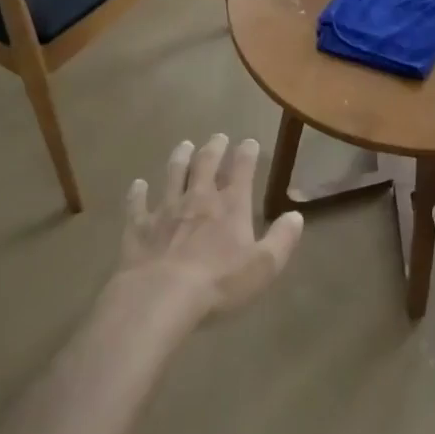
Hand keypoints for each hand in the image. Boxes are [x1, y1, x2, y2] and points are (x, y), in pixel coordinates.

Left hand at [116, 135, 303, 321]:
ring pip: (173, 175)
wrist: (160, 296)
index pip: (242, 170)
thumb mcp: (263, 266)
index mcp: (231, 206)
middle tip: (217, 137)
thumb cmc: (218, 282)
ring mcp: (166, 210)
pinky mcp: (139, 227)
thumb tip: (296, 216)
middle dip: (214, 148)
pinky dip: (137, 193)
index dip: (247, 154)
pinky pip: (137, 205)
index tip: (249, 142)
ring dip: (180, 158)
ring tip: (184, 145)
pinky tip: (137, 185)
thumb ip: (282, 239)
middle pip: (206, 164)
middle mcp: (198, 199)